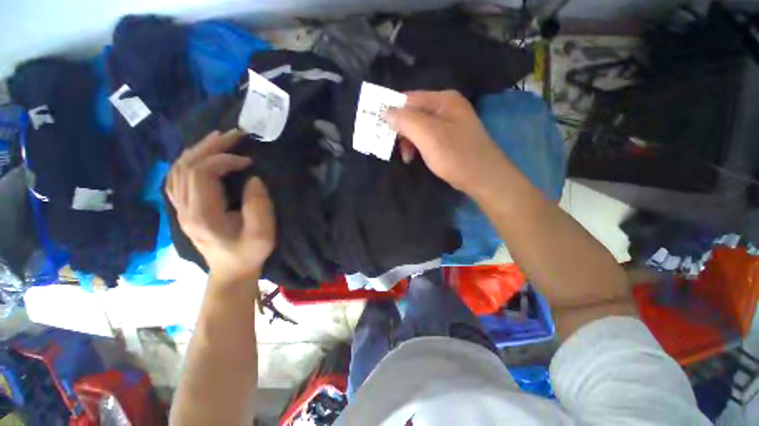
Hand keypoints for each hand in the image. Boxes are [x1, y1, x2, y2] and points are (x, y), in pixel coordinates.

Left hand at [167, 130, 275, 283]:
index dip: (224, 160)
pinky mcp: (183, 209)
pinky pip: (177, 178)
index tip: (249, 161)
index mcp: (202, 214)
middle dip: (211, 146)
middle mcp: (185, 208)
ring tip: (219, 139)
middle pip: (187, 166)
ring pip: (178, 169)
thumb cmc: (248, 253)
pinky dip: (189, 161)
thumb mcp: (263, 233)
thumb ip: (259, 205)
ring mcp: (180, 209)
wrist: (231, 271)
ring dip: (198, 150)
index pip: (202, 173)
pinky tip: (201, 156)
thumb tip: (253, 178)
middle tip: (234, 135)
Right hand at [385, 90, 507, 196]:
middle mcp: (447, 107)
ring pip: (418, 127)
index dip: (392, 111)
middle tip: (392, 147)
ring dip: (408, 141)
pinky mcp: (449, 138)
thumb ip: (406, 121)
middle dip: (401, 130)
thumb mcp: (429, 136)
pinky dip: (418, 146)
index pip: (409, 99)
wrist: (484, 179)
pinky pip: (426, 137)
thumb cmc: (456, 156)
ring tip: (406, 157)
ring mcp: (449, 124)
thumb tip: (386, 111)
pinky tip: (415, 157)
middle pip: (413, 113)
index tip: (378, 128)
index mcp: (444, 100)